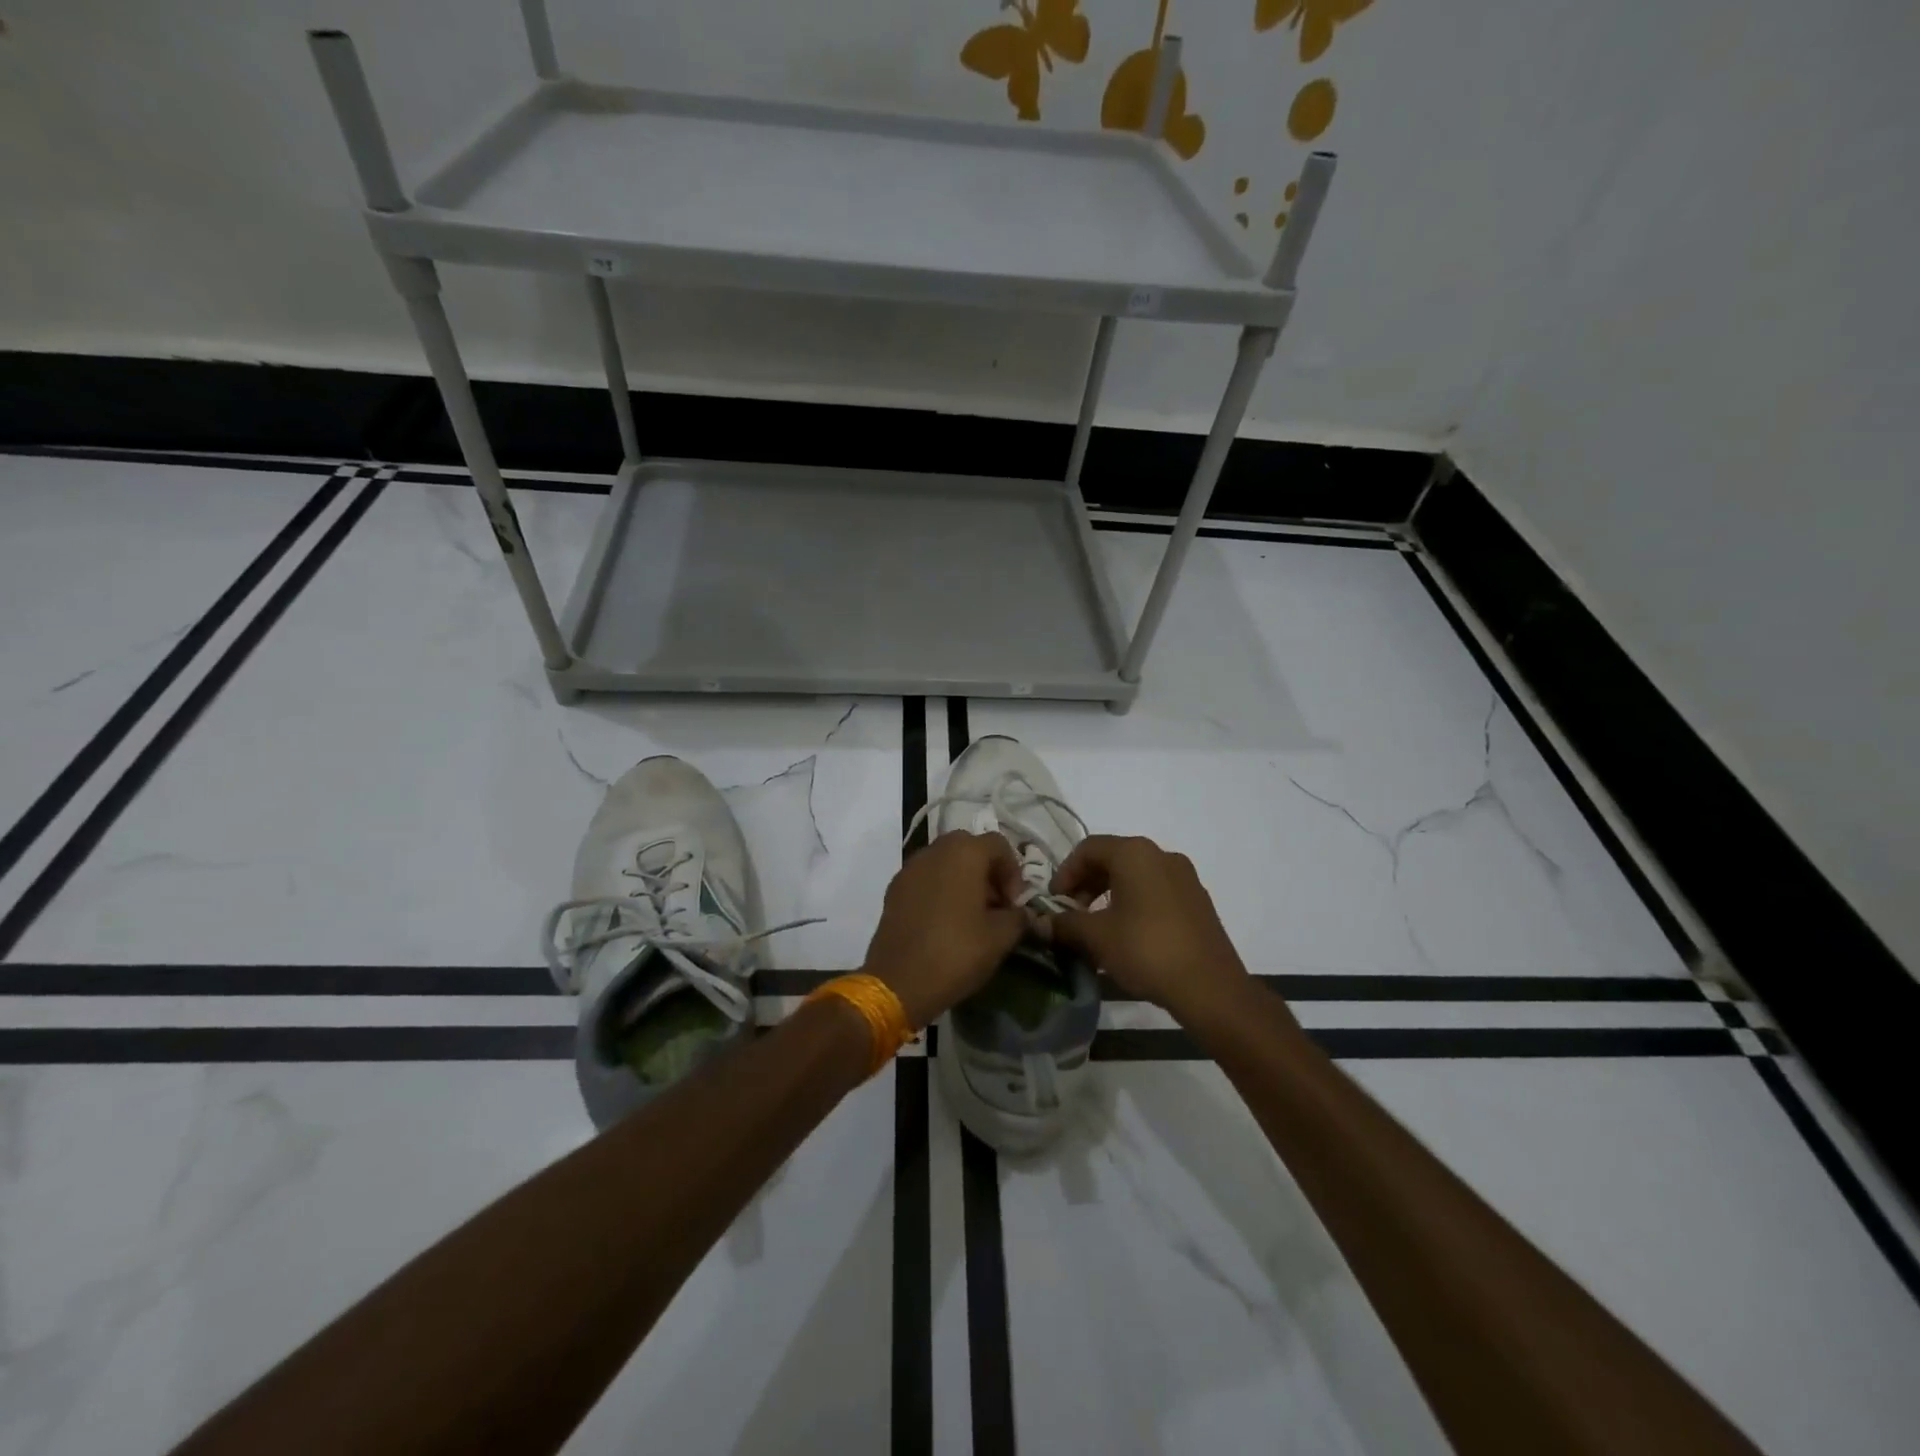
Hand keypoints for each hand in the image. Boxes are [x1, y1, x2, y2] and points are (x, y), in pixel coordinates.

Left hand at [861, 831, 1028, 1028]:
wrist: (898, 982)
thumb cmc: (956, 952)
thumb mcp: (1000, 938)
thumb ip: (1018, 917)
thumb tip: (1022, 913)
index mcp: (964, 853)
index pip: (998, 845)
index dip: (1013, 872)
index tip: (1013, 903)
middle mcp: (935, 850)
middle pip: (970, 848)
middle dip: (987, 872)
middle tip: (995, 905)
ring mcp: (910, 868)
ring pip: (945, 861)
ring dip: (963, 879)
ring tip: (971, 915)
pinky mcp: (894, 889)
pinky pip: (925, 878)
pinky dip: (940, 889)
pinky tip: (945, 922)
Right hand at [1047, 835, 1255, 1027]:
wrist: (1210, 987)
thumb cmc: (1146, 950)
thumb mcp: (1096, 937)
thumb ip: (1064, 924)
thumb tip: (1039, 923)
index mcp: (1135, 853)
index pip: (1088, 848)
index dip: (1065, 872)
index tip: (1054, 901)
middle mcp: (1161, 855)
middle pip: (1112, 858)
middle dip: (1086, 884)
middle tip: (1072, 914)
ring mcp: (1185, 877)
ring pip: (1135, 876)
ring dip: (1108, 895)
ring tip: (1096, 927)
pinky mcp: (1197, 901)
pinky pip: (1155, 891)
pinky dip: (1133, 903)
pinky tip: (1126, 935)